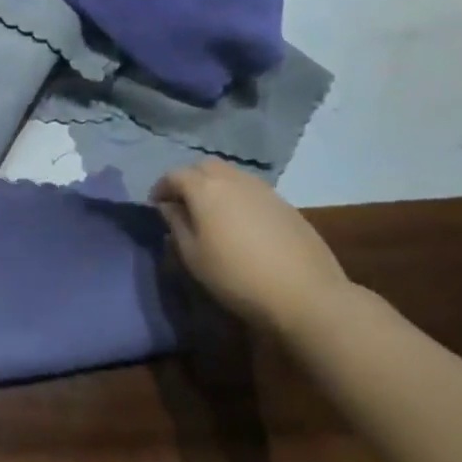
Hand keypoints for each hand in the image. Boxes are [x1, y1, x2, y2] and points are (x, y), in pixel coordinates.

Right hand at [151, 160, 351, 335]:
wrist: (305, 294)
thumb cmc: (237, 276)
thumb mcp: (193, 256)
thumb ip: (177, 225)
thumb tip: (169, 207)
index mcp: (205, 189)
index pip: (174, 175)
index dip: (161, 188)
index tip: (156, 205)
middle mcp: (233, 179)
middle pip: (204, 167)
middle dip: (189, 180)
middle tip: (183, 203)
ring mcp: (262, 189)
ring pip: (230, 174)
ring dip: (214, 185)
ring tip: (211, 212)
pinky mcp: (284, 203)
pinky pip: (251, 189)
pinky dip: (237, 196)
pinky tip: (240, 222)